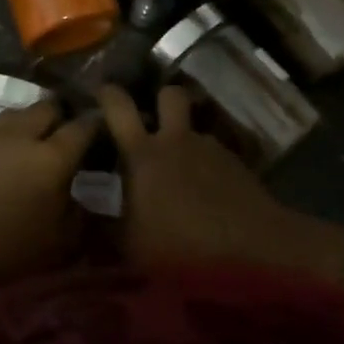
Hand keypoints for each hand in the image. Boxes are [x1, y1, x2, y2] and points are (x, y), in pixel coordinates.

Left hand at [0, 101, 99, 298]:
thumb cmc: (14, 251)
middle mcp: (22, 135)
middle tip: (70, 134)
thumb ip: (85, 214)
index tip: (105, 130)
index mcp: (52, 156)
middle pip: (49, 107)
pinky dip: (9, 134)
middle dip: (63, 115)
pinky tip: (9, 153)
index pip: (83, 126)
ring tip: (38, 139)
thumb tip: (91, 198)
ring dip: (33, 121)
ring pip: (19, 112)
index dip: (97, 124)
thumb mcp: (64, 241)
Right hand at [99, 85, 343, 282]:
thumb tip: (91, 206)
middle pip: (169, 95)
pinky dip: (207, 166)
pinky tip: (207, 194)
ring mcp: (211, 150)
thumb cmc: (180, 247)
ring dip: (186, 138)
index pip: (118, 105)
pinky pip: (215, 154)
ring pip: (195, 128)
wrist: (252, 252)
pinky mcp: (238, 166)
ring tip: (181, 167)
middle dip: (160, 100)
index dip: (107, 93)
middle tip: (152, 120)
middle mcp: (177, 140)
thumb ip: (108, 221)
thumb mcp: (130, 244)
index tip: (101, 91)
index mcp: (142, 153)